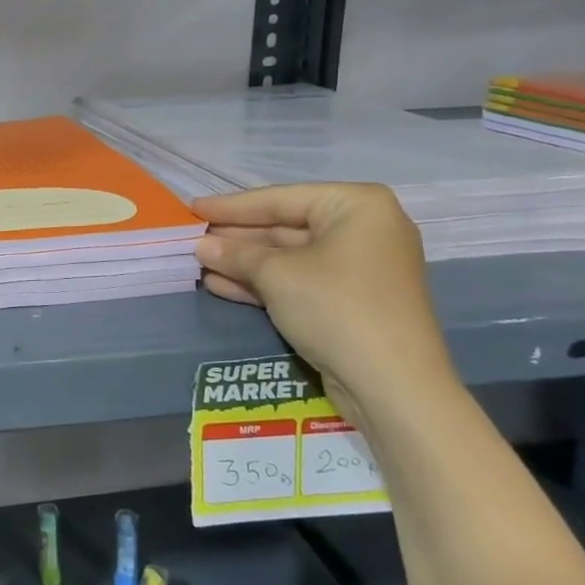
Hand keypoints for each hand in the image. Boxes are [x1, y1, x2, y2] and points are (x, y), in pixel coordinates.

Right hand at [193, 184, 458, 423]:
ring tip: (199, 263)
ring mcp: (358, 268)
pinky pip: (298, 281)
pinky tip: (220, 285)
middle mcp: (363, 230)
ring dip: (243, 262)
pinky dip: (262, 283)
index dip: (231, 206)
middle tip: (193, 237)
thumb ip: (235, 253)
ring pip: (288, 257)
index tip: (192, 208)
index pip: (280, 199)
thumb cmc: (335, 307)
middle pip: (285, 227)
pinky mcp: (350, 301)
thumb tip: (200, 245)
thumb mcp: (276, 274)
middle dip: (237, 237)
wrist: (392, 386)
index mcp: (357, 206)